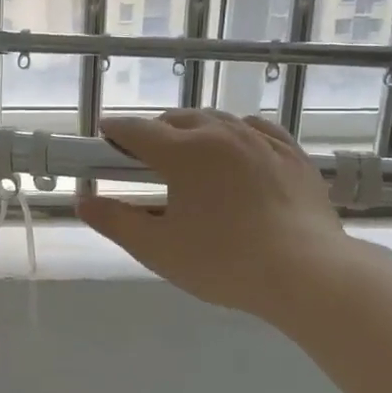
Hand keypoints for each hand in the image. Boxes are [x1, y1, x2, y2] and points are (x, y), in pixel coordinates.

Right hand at [76, 110, 364, 325]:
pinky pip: (256, 129)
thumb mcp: (157, 248)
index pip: (137, 131)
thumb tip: (83, 202)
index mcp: (183, 153)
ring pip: (217, 120)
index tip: (103, 135)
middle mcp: (221, 134)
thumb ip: (116, 222)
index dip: (115, 131)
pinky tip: (237, 147)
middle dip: (154, 131)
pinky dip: (235, 133)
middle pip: (177, 119)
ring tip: (187, 151)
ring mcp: (261, 141)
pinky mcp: (293, 155)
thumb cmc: (223, 262)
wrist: (308, 273)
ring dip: (193, 129)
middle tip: (142, 156)